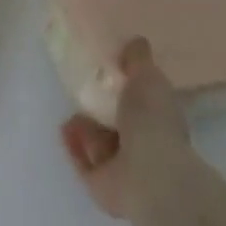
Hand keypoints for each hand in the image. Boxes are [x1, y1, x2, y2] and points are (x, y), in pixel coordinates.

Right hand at [59, 38, 188, 218]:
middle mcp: (144, 144)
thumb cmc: (152, 120)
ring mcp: (123, 168)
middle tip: (81, 90)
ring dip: (85, 127)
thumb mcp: (147, 77)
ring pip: (99, 142)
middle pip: (117, 123)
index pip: (142, 101)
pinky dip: (74, 145)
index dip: (125, 87)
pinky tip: (65, 129)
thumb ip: (138, 60)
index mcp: (159, 118)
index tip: (105, 72)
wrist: (147, 174)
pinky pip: (83, 161)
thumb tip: (136, 41)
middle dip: (99, 108)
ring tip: (72, 111)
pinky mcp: (101, 184)